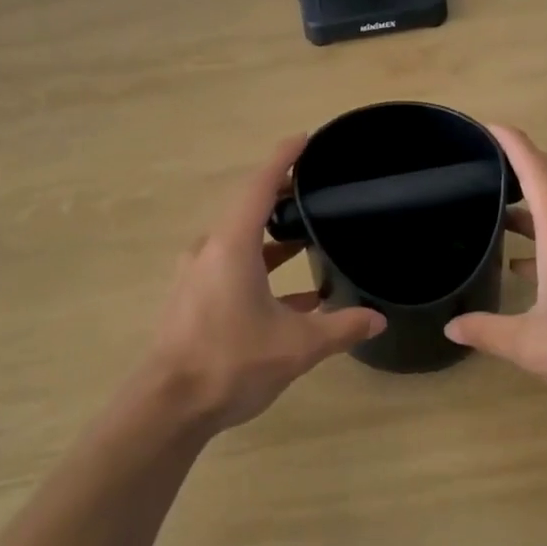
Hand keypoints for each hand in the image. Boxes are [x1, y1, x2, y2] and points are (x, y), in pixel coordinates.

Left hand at [143, 135, 385, 432]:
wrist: (168, 407)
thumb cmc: (231, 362)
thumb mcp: (296, 345)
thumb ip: (340, 327)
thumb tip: (378, 319)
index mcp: (232, 245)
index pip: (259, 185)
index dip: (283, 158)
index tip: (305, 138)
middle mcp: (210, 250)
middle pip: (248, 209)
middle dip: (281, 197)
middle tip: (314, 190)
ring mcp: (197, 274)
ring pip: (240, 242)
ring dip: (271, 239)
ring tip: (306, 238)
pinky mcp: (192, 298)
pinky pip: (231, 268)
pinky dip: (259, 270)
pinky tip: (292, 297)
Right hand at [444, 126, 546, 409]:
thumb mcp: (533, 345)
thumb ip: (487, 331)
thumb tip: (451, 326)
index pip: (536, 169)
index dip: (512, 142)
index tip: (488, 126)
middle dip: (528, 158)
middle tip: (492, 163)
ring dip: (540, 194)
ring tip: (503, 209)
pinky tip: (529, 264)